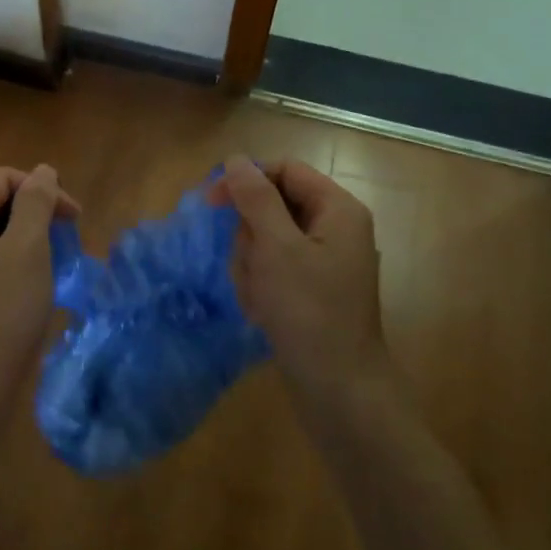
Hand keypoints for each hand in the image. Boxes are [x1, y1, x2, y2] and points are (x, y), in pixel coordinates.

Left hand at [0, 165, 78, 433]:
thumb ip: (36, 202)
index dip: (43, 189)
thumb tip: (42, 172)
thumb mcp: (27, 248)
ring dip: (29, 240)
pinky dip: (15, 265)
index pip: (3, 178)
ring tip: (56, 265)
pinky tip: (33, 289)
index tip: (75, 218)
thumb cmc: (3, 311)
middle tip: (69, 241)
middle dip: (37, 214)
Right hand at [212, 157, 385, 404]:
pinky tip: (263, 312)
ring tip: (259, 297)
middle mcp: (334, 229)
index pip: (284, 170)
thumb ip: (255, 198)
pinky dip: (261, 286)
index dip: (247, 180)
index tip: (211, 201)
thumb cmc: (309, 311)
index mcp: (337, 209)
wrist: (339, 390)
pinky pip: (273, 270)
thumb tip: (236, 159)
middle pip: (272, 207)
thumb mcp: (277, 248)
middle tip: (252, 267)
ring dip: (252, 266)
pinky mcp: (311, 290)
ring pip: (266, 240)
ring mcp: (323, 261)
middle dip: (250, 237)